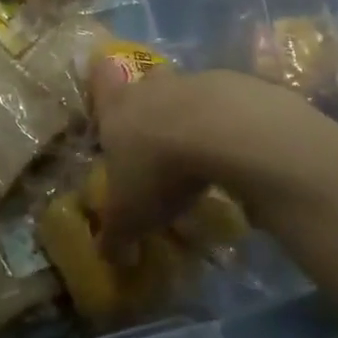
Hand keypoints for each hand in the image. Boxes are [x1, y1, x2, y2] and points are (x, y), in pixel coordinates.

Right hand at [88, 63, 304, 245]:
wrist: (222, 132)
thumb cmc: (158, 170)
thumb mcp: (129, 216)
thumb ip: (116, 236)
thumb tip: (110, 257)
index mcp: (116, 108)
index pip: (100, 80)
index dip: (101, 84)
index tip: (106, 89)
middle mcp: (151, 87)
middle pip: (146, 83)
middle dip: (150, 105)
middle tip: (155, 136)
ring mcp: (195, 82)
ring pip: (187, 92)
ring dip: (191, 116)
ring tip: (200, 152)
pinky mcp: (237, 86)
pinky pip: (225, 104)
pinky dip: (226, 123)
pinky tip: (234, 151)